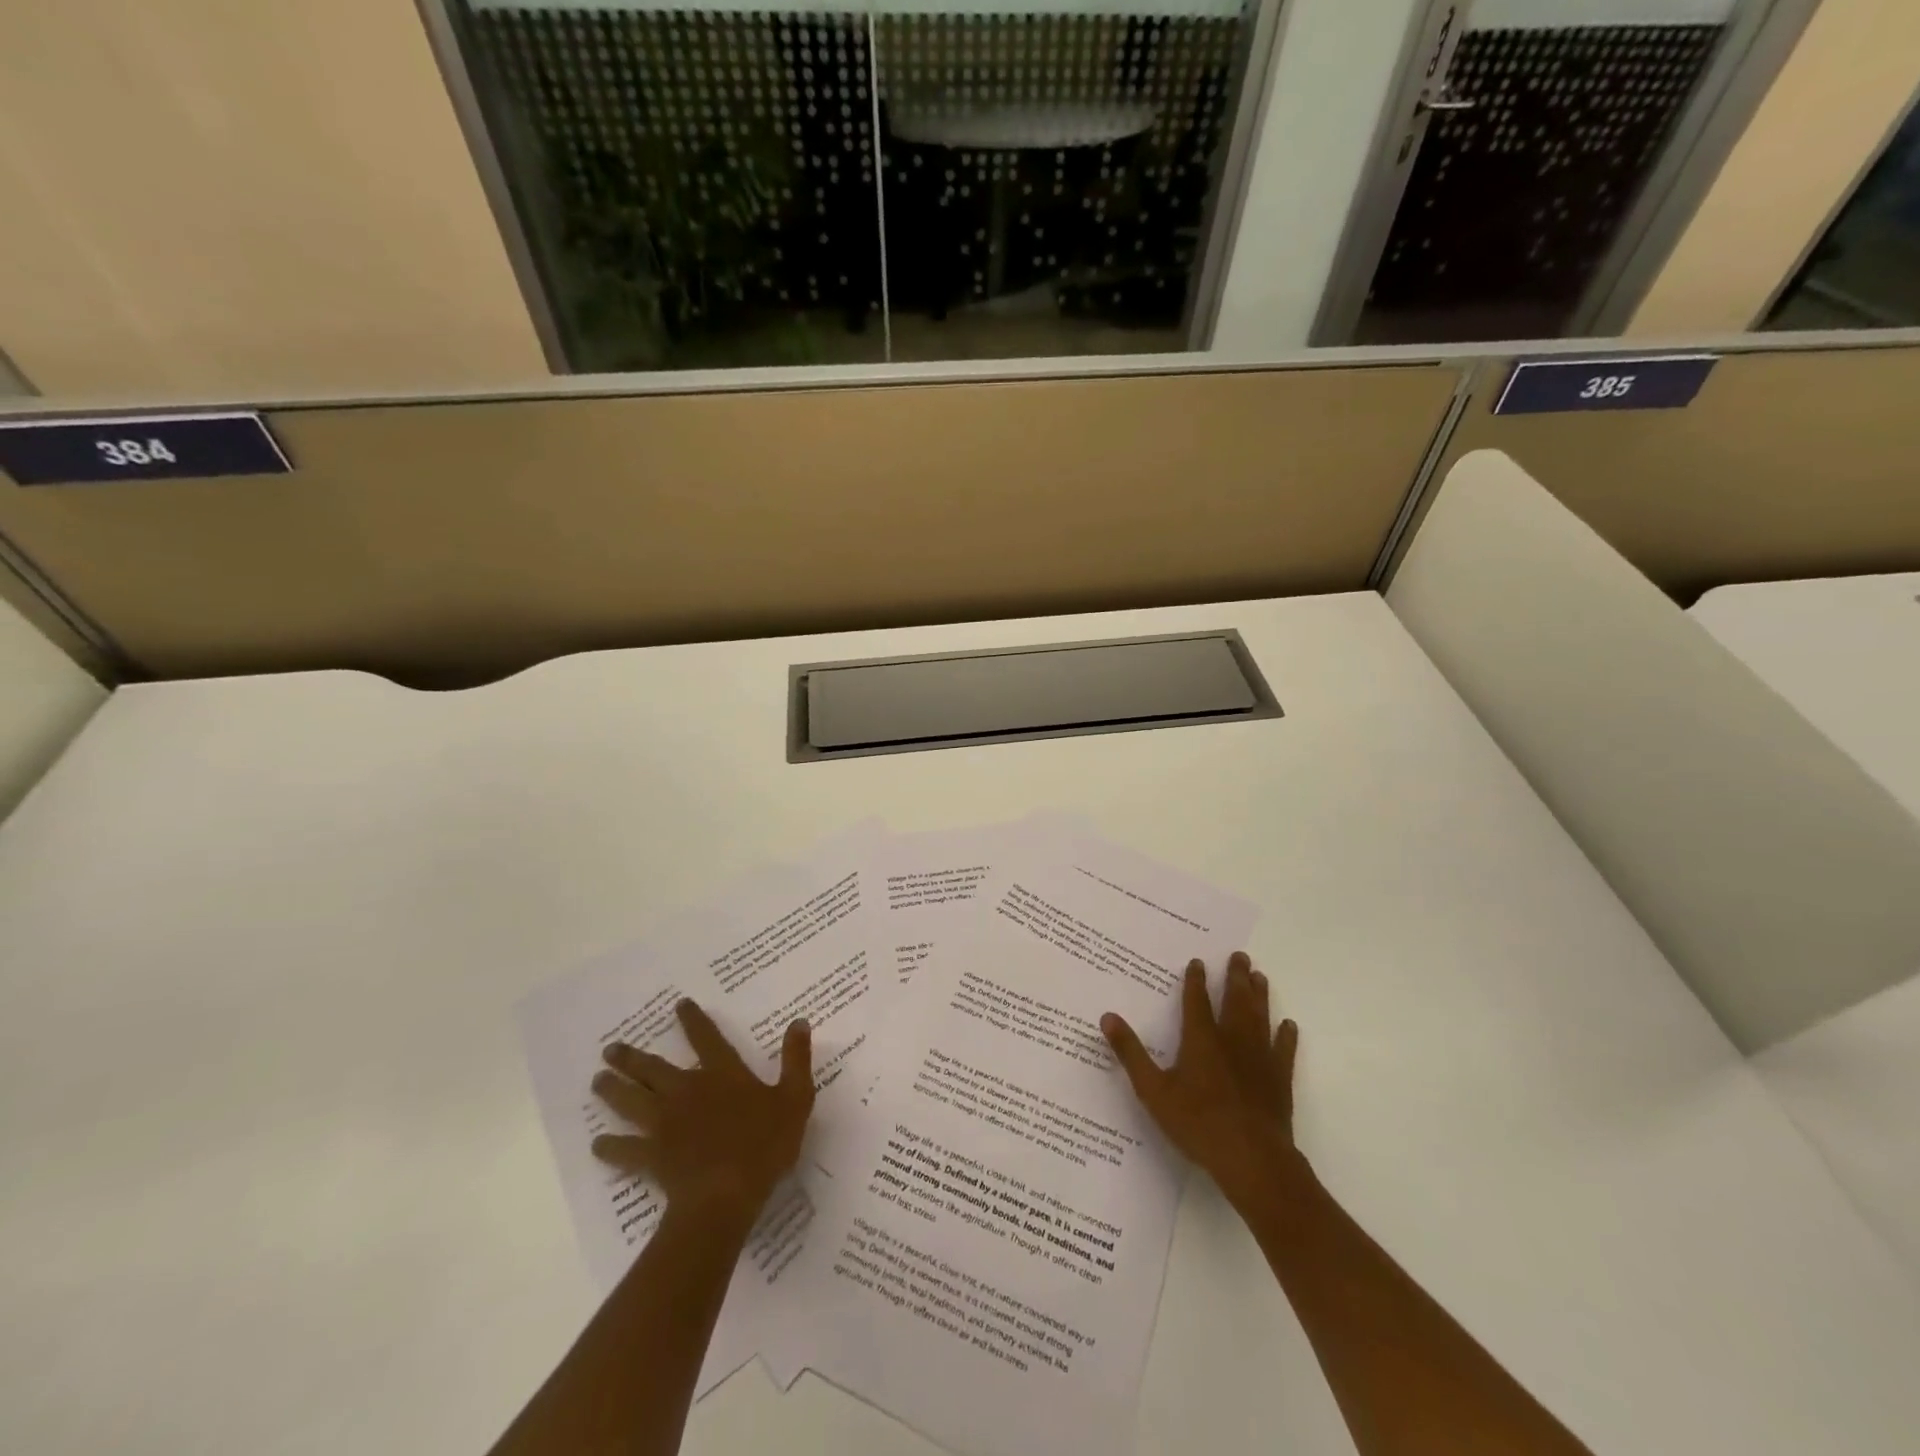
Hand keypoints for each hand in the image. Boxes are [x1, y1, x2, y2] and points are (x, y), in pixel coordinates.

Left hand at [591, 1000, 814, 1226]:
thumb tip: (799, 1021)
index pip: (706, 1038)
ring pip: (632, 1101)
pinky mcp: (652, 1156)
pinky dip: (610, 1146)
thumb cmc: (764, 1144)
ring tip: (597, 1081)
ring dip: (613, 1090)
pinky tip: (598, 1144)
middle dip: (632, 1057)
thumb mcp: (795, 1097)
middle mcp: (688, 1091)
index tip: (678, 1005)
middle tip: (610, 1048)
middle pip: (654, 1069)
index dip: (693, 1020)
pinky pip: (625, 1149)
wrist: (725, 1195)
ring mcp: (665, 1124)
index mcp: (722, 1074)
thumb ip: (796, 1059)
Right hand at [1101, 951, 1301, 1212]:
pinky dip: (1286, 1036)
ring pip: (1260, 1017)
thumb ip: (1130, 1052)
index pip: (1196, 1001)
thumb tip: (1107, 1017)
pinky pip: (1284, 1050)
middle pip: (1235, 1000)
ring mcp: (1259, 1058)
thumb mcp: (1153, 1090)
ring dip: (1259, 995)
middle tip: (1240, 956)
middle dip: (1235, 977)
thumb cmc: (1197, 1123)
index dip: (1196, 980)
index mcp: (1201, 1039)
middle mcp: (1232, 1040)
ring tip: (1260, 976)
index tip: (1198, 961)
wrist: (1251, 1158)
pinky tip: (1289, 1025)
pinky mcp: (1279, 1079)